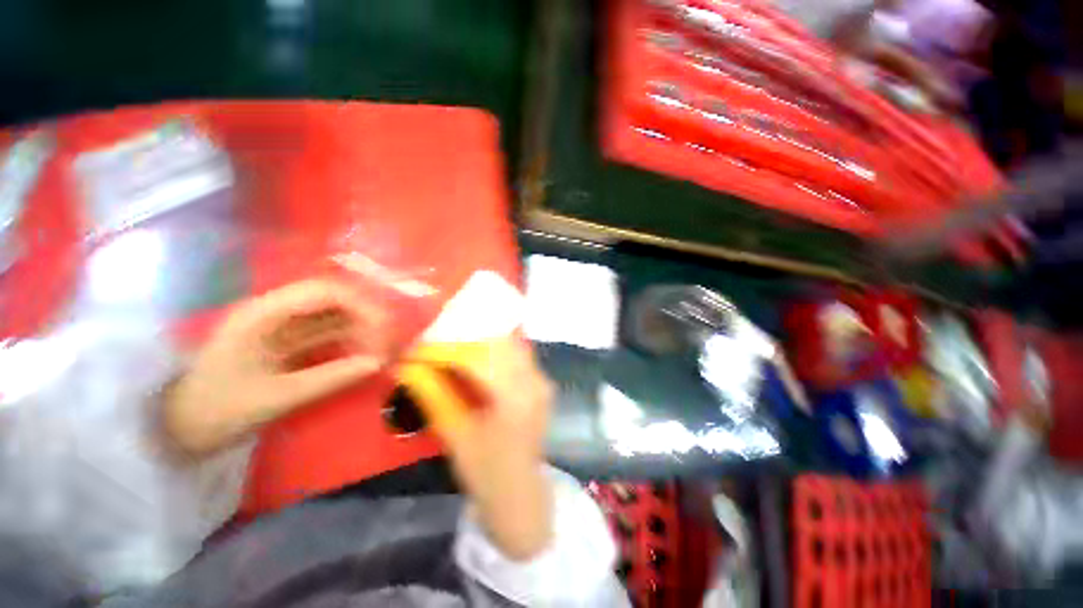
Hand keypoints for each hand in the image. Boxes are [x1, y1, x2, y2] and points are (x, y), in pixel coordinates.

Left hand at [165, 279, 384, 454]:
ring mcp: (280, 326)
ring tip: (377, 351)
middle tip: (384, 344)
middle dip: (365, 317)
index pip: (325, 292)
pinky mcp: (285, 341)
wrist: (174, 429)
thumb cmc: (214, 411)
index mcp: (263, 314)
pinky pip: (326, 333)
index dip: (361, 306)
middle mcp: (274, 311)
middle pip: (333, 299)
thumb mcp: (275, 398)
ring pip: (333, 315)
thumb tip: (378, 363)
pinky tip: (361, 355)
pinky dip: (348, 341)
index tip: (384, 332)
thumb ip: (331, 378)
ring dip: (359, 329)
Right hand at [424, 338, 554, 559]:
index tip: (415, 349)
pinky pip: (518, 352)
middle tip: (434, 336)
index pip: (477, 359)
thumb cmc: (486, 471)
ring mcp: (542, 378)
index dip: (444, 350)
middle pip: (497, 342)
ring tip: (453, 337)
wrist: (521, 491)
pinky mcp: (541, 380)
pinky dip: (496, 346)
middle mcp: (534, 380)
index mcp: (514, 397)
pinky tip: (477, 346)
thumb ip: (433, 394)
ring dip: (481, 337)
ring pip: (510, 342)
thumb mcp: (455, 434)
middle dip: (463, 336)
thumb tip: (405, 366)